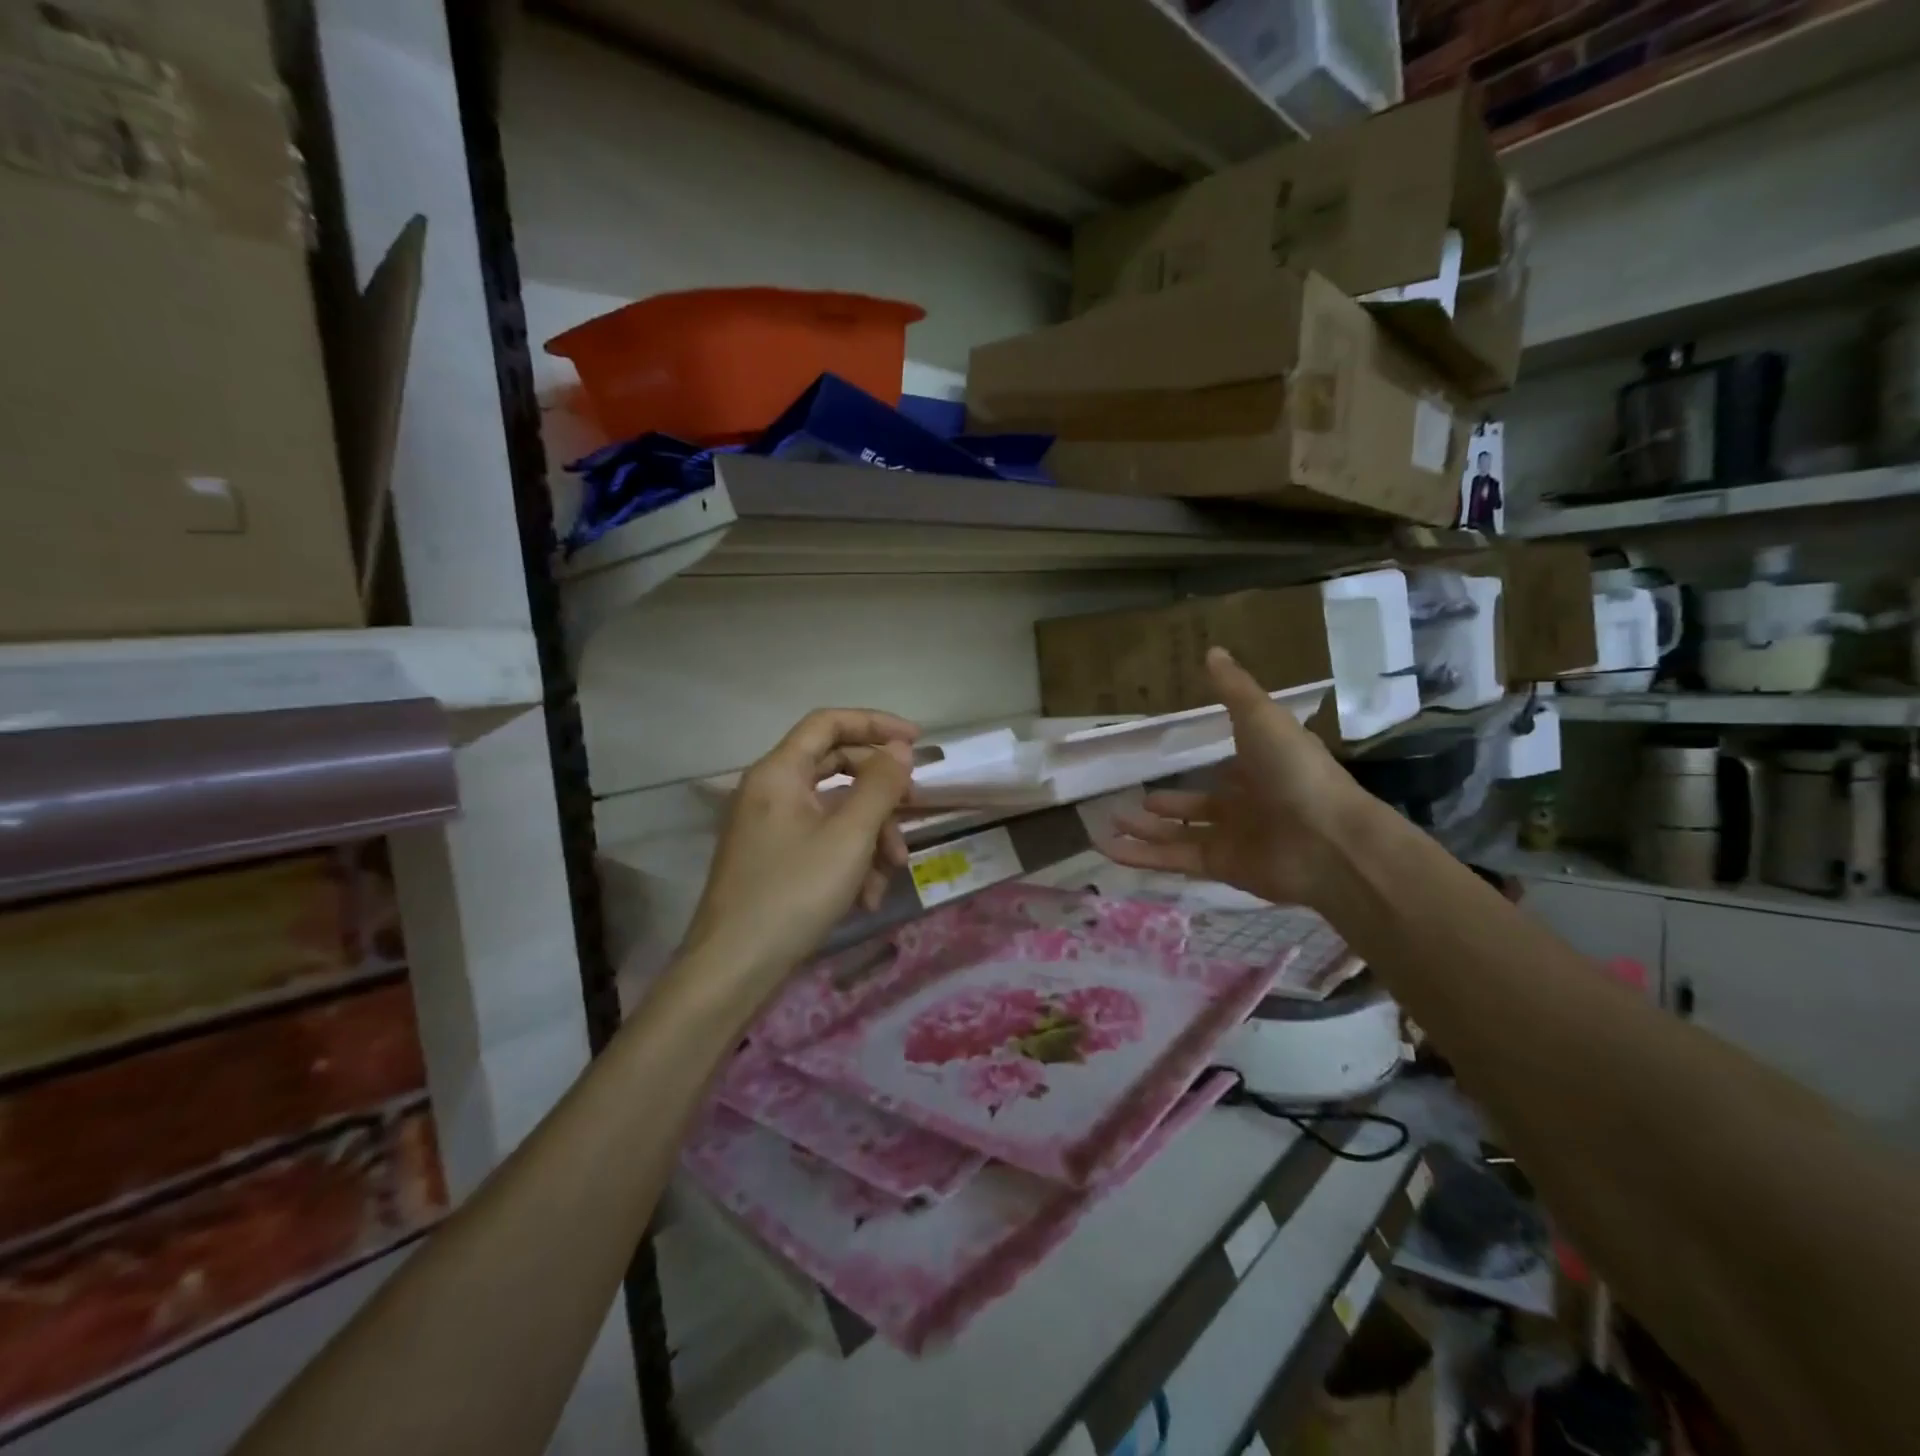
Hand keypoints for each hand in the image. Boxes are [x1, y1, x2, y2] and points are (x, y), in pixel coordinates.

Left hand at [681, 709, 919, 992]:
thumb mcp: (849, 836)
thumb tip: (900, 749)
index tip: (917, 741)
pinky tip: (866, 896)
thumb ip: (880, 786)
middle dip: (880, 792)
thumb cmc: (794, 892)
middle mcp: (769, 791)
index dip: (876, 723)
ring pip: (833, 810)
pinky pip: (819, 841)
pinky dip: (849, 859)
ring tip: (892, 872)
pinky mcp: (772, 859)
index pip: (829, 722)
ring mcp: (768, 827)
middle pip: (835, 767)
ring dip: (870, 835)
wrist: (733, 968)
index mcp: (779, 772)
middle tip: (914, 808)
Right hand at [1103, 648, 1372, 908]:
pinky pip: (1173, 858)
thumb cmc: (1295, 771)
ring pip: (1180, 834)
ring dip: (1146, 830)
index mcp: (1261, 769)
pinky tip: (1108, 848)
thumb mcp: (1261, 718)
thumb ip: (1233, 689)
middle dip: (1169, 803)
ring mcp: (1233, 838)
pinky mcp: (1219, 866)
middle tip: (1137, 798)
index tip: (1182, 760)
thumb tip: (1212, 650)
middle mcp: (1246, 804)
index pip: (1230, 768)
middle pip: (1199, 805)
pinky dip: (1141, 856)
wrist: (1328, 841)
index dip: (1209, 764)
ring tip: (1111, 821)